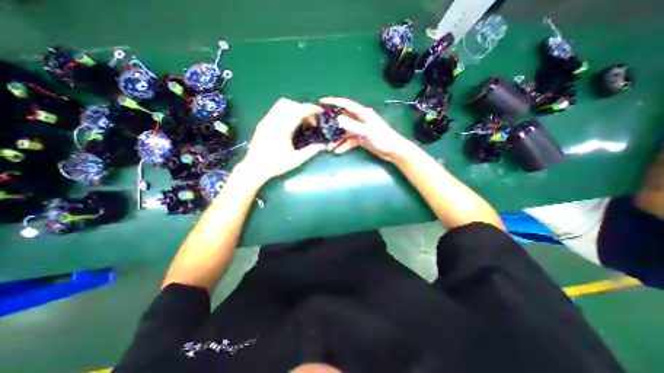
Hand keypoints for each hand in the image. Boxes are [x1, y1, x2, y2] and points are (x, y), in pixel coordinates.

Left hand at [239, 98, 326, 181]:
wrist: (254, 167)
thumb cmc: (276, 165)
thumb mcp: (296, 160)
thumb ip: (310, 151)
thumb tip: (323, 146)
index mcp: (283, 129)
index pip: (299, 111)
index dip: (311, 109)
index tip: (320, 111)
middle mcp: (274, 120)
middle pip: (292, 104)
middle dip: (304, 109)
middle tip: (311, 122)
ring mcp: (267, 120)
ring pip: (282, 104)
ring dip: (295, 108)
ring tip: (301, 121)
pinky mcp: (262, 122)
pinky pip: (276, 109)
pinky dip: (286, 111)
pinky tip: (290, 123)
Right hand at [321, 96, 412, 160]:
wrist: (393, 151)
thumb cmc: (383, 139)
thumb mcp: (368, 132)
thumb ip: (353, 126)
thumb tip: (338, 119)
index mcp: (362, 113)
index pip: (346, 104)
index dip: (333, 102)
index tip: (321, 102)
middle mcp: (360, 120)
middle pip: (343, 119)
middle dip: (332, 125)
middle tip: (322, 129)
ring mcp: (360, 130)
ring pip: (345, 132)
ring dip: (337, 139)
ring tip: (329, 146)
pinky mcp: (361, 138)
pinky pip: (349, 141)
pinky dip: (344, 145)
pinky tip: (338, 151)